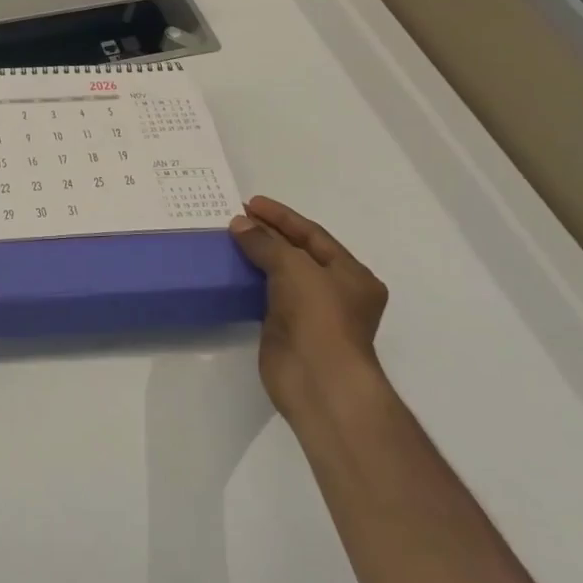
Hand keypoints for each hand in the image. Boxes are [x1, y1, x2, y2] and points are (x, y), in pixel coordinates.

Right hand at [228, 195, 388, 419]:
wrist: (318, 379)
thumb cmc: (318, 316)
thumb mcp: (293, 267)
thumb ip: (265, 242)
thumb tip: (239, 224)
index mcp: (352, 274)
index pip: (313, 235)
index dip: (282, 217)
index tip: (251, 203)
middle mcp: (336, 291)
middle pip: (298, 253)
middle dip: (269, 234)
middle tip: (236, 218)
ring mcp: (312, 313)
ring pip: (282, 275)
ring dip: (258, 257)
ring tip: (230, 239)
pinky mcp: (288, 330)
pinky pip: (268, 297)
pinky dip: (252, 282)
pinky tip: (232, 270)